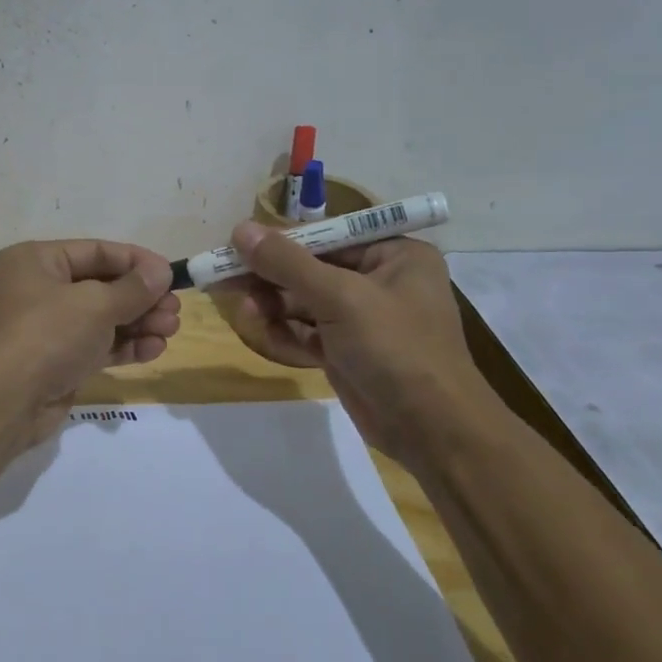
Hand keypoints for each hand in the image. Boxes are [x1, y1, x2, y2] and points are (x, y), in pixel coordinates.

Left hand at [0, 240, 179, 441]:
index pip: (96, 251)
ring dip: (139, 323)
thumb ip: (133, 288)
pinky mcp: (58, 360)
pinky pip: (98, 345)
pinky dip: (125, 346)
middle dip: (142, 298)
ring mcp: (48, 327)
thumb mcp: (95, 304)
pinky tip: (154, 350)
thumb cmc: (47, 335)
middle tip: (175, 310)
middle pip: (102, 285)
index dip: (137, 262)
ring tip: (171, 330)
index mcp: (37, 260)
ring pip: (103, 318)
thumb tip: (162, 271)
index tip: (171, 274)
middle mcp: (40, 288)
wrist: (4, 403)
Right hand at [212, 223, 502, 464]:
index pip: (327, 236)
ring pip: (305, 302)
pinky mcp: (349, 351)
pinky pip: (309, 331)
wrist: (433, 431)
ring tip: (247, 313)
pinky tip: (266, 334)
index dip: (281, 242)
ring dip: (274, 306)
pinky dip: (287, 332)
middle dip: (272, 278)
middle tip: (228, 281)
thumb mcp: (340, 298)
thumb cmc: (396, 349)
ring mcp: (364, 318)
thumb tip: (240, 230)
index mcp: (394, 254)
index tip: (237, 247)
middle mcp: (381, 280)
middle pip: (311, 268)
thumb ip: (287, 264)